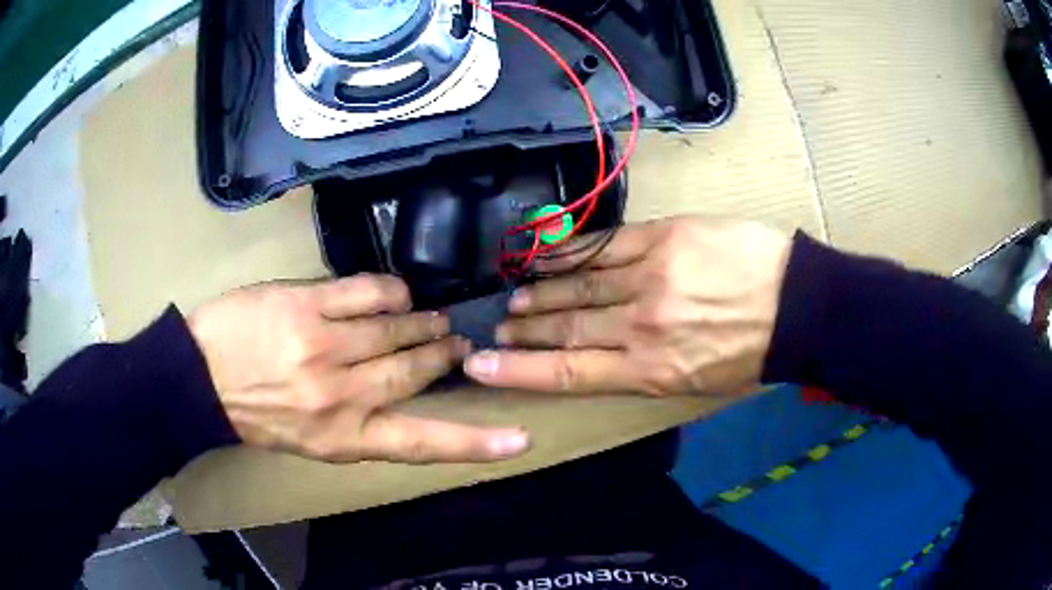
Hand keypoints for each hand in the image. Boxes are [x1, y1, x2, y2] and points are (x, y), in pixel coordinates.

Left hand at [188, 275, 529, 463]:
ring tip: (432, 319)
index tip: (519, 437)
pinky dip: (390, 292)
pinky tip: (396, 294)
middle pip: (415, 371)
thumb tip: (401, 390)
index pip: (422, 443)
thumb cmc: (254, 413)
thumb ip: (357, 420)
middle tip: (457, 345)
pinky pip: (366, 293)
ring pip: (396, 329)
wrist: (199, 378)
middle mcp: (342, 396)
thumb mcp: (309, 438)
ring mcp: (325, 347)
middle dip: (443, 355)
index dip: (475, 442)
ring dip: (421, 323)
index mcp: (344, 438)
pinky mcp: (307, 306)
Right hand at [464, 217, 791, 396]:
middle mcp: (641, 326)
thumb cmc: (750, 353)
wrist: (797, 306)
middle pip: (567, 327)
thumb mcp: (697, 382)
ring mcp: (650, 277)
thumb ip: (647, 369)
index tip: (482, 366)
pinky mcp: (663, 238)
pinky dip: (571, 252)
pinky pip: (605, 245)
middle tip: (500, 327)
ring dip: (541, 292)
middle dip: (526, 329)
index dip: (520, 371)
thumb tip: (605, 356)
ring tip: (516, 297)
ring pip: (580, 285)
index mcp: (650, 370)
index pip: (569, 372)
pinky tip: (547, 254)